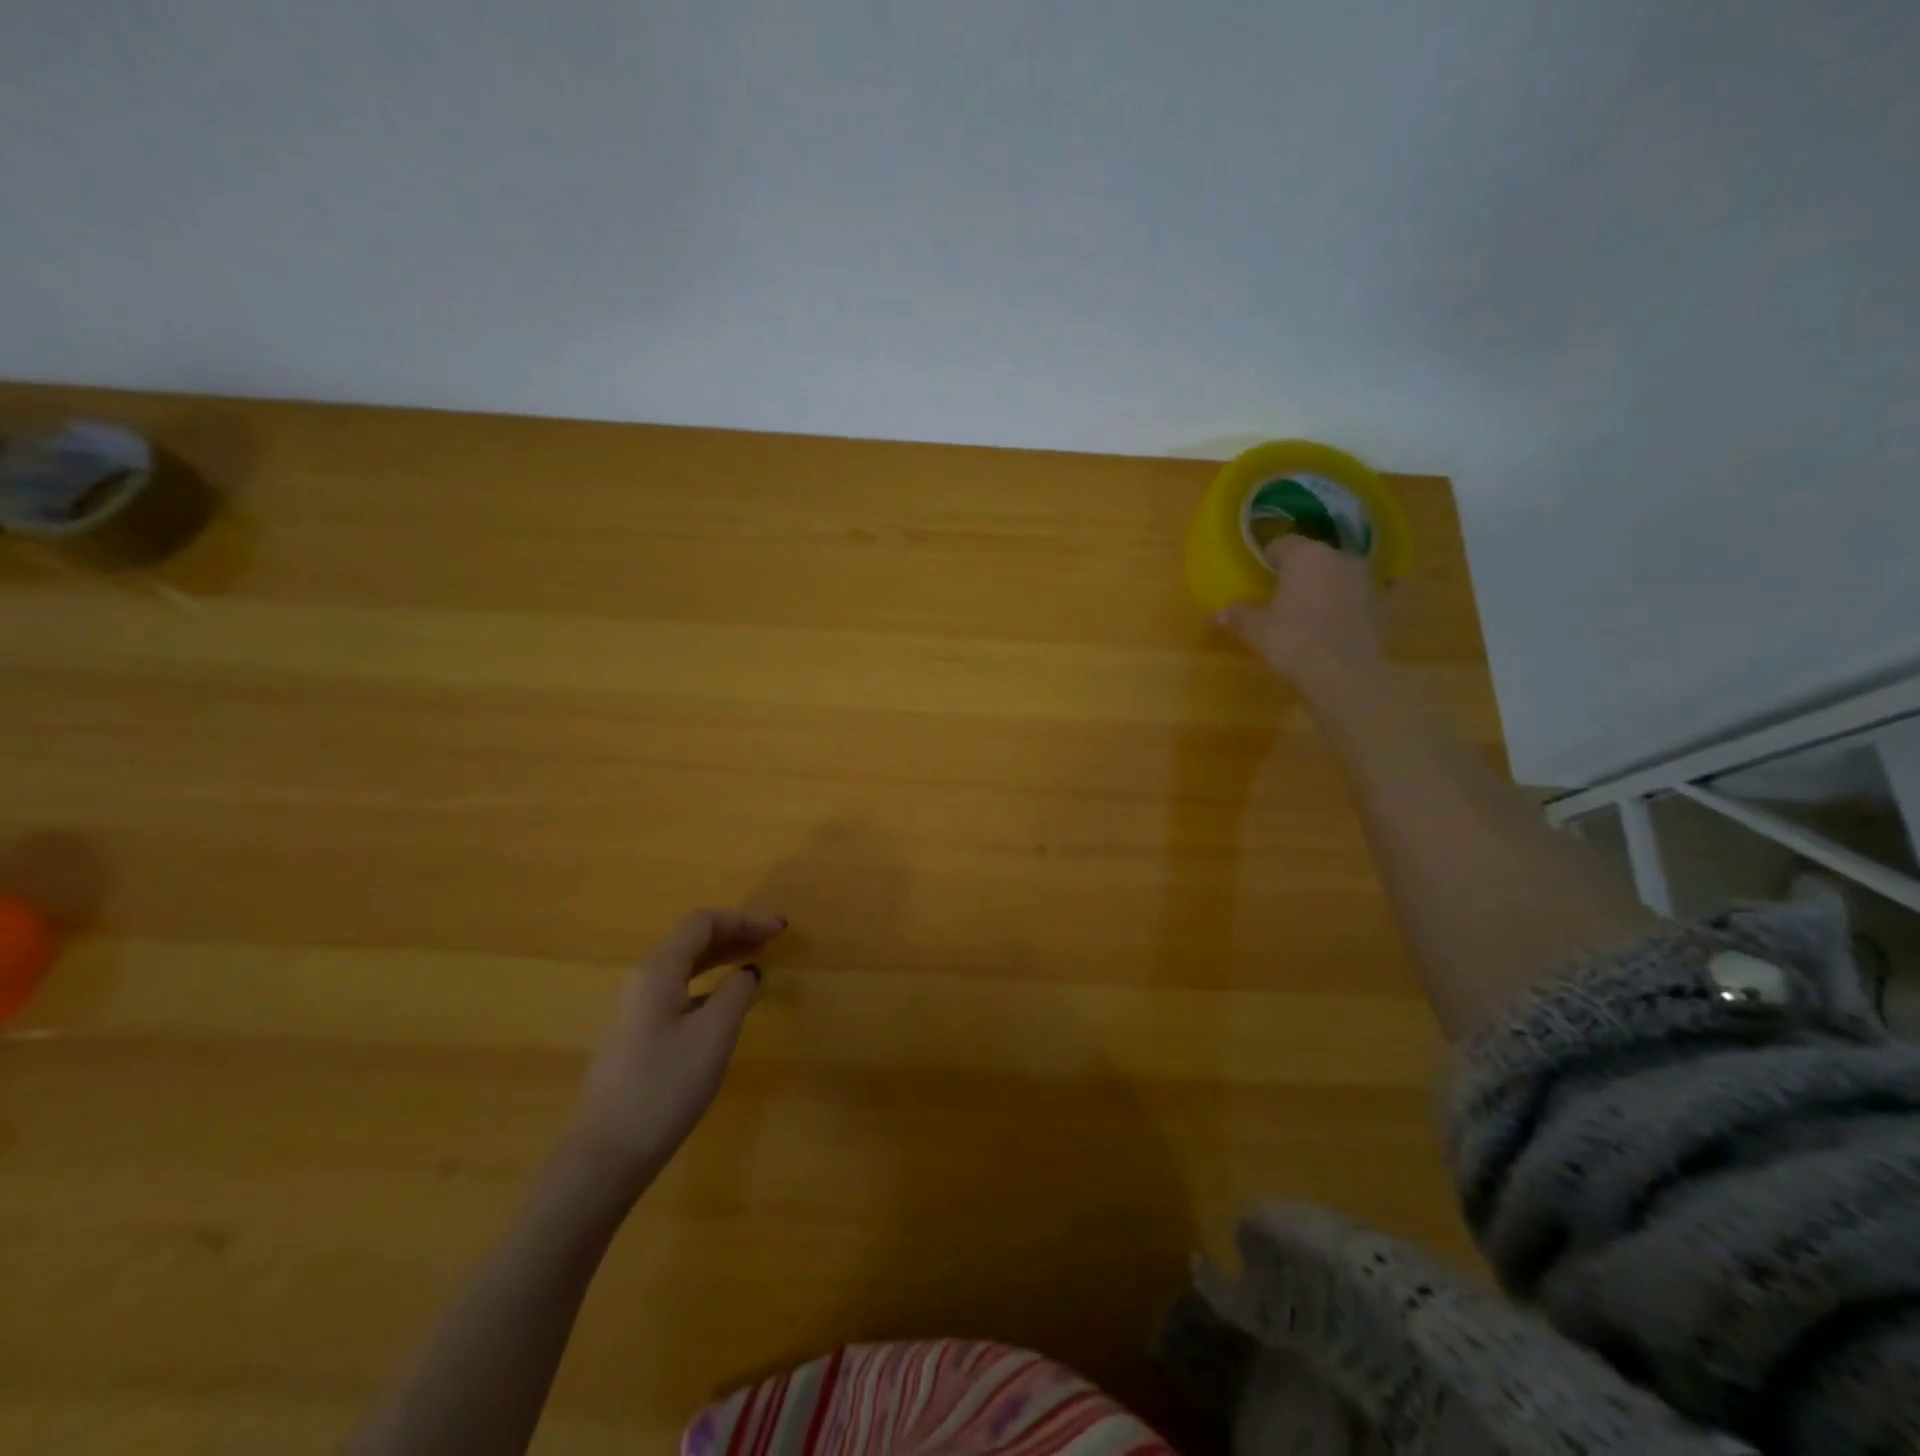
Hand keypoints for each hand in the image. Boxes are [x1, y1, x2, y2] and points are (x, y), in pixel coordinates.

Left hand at [561, 909, 783, 1200]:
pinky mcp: (636, 1036)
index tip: (780, 931)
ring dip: (722, 957)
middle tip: (774, 942)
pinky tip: (725, 1003)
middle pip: (692, 940)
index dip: (744, 919)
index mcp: (658, 971)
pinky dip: (709, 984)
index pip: (703, 923)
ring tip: (756, 963)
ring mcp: (636, 1010)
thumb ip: (736, 993)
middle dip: (735, 934)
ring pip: (685, 967)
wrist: (605, 1156)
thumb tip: (748, 971)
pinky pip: (679, 990)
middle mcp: (643, 981)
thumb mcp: (714, 1035)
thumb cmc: (664, 1087)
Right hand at [1216, 535, 1384, 686]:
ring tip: (1309, 609)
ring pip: (1338, 574)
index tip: (1259, 577)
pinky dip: (1349, 603)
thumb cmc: (1292, 642)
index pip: (1281, 544)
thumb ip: (1239, 616)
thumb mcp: (1256, 630)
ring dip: (1325, 585)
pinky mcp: (1382, 604)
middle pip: (1313, 556)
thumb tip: (1220, 613)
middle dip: (1298, 571)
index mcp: (1305, 555)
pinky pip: (1359, 596)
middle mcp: (1339, 557)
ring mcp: (1366, 579)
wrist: (1343, 674)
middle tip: (1281, 594)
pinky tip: (1339, 620)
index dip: (1267, 559)